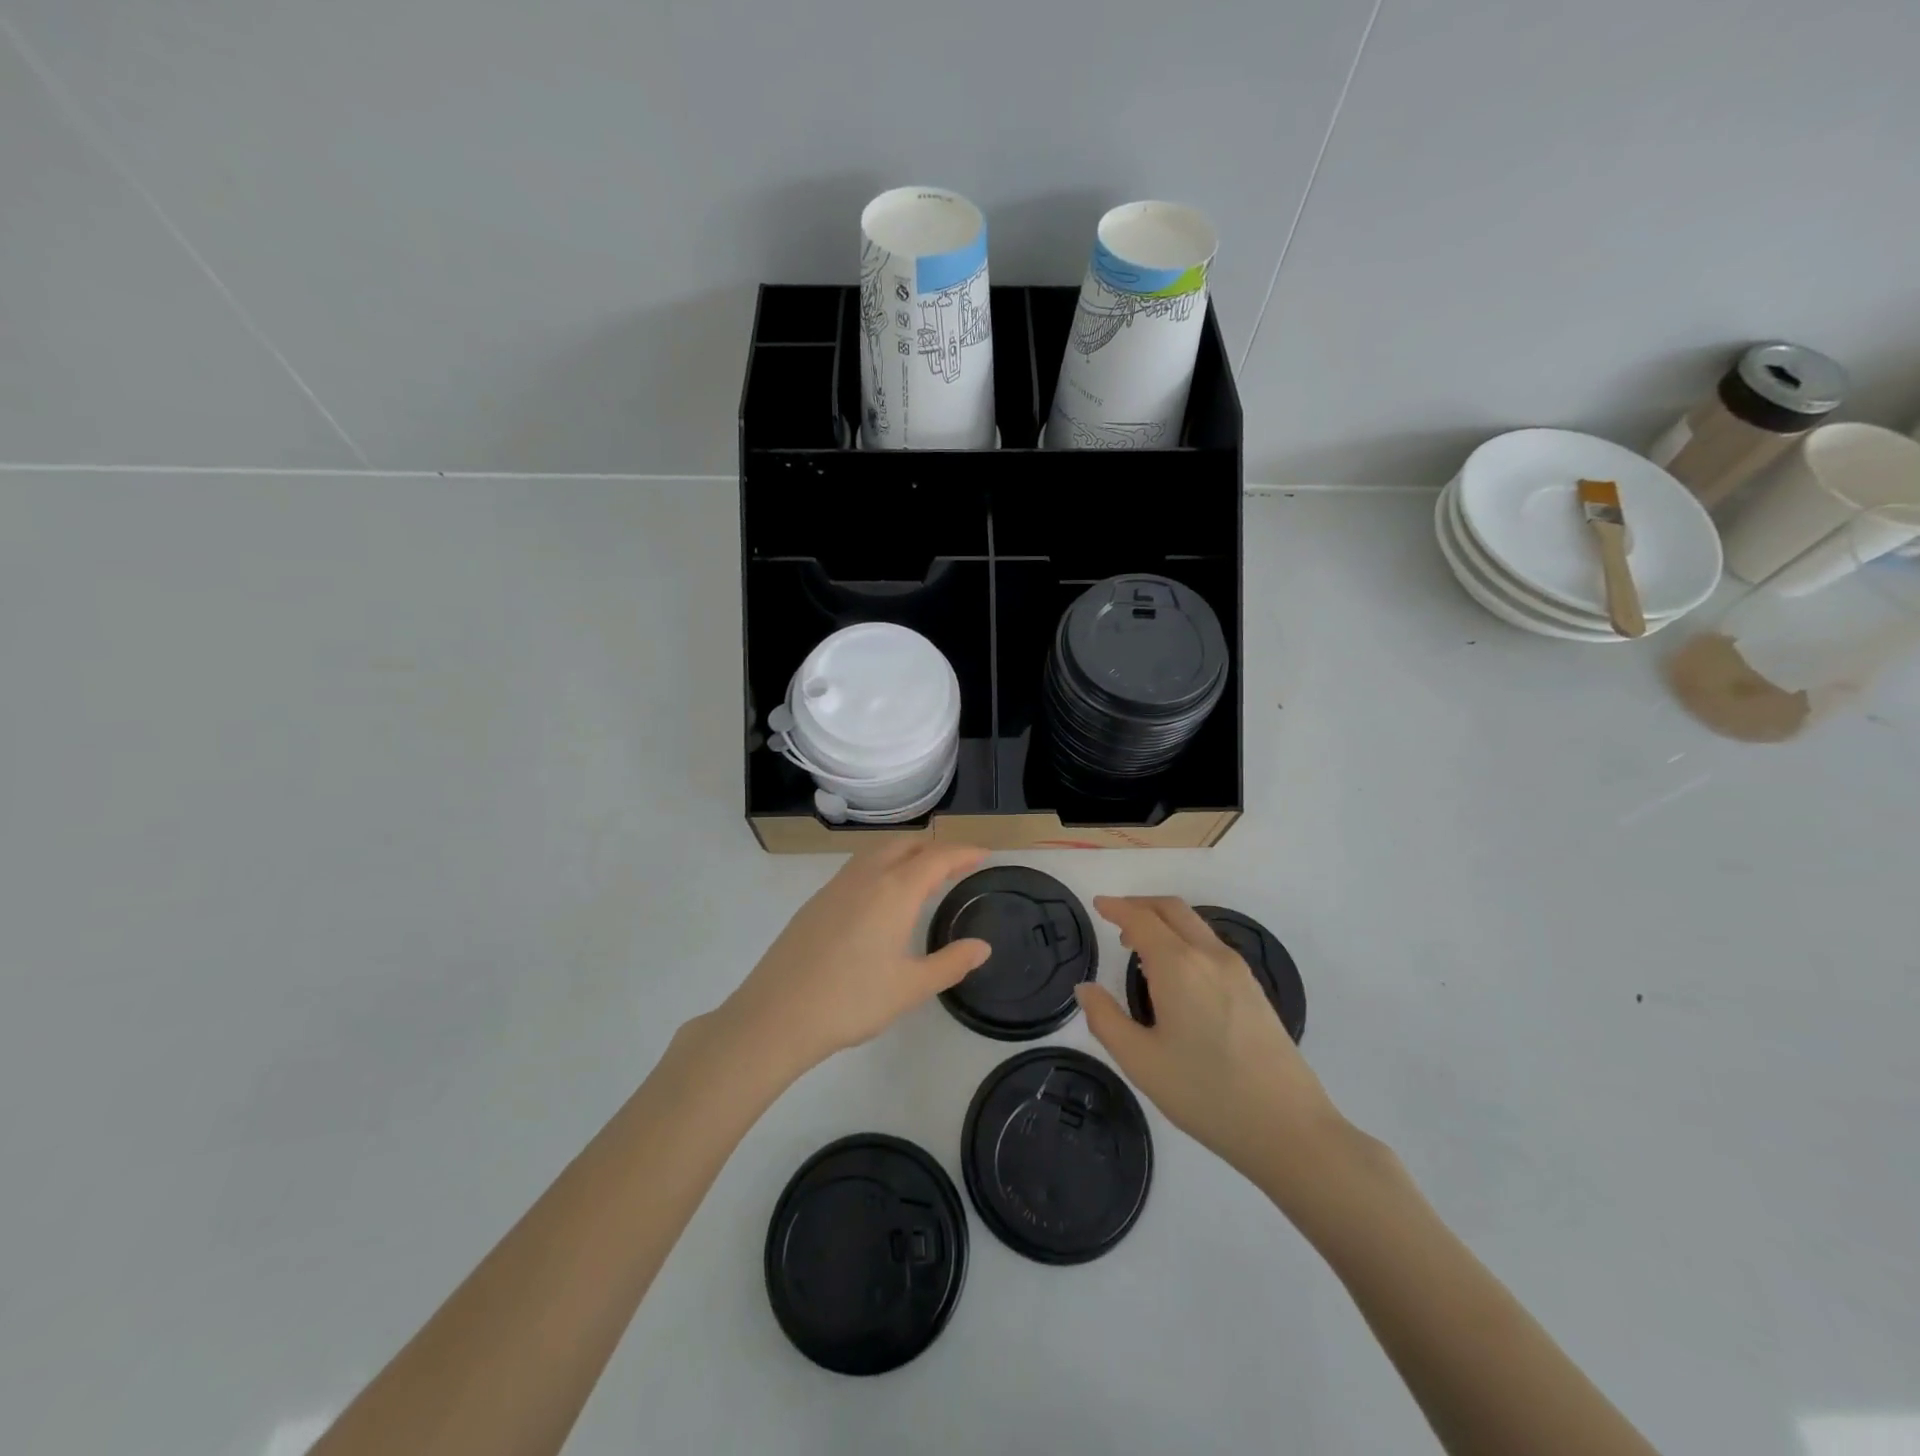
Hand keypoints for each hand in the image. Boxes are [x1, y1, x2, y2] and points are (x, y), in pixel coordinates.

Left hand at [719, 842, 990, 1078]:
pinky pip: (859, 866)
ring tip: (924, 874)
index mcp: (895, 890)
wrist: (777, 1015)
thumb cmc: (852, 1001)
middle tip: (959, 865)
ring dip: (907, 852)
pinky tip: (883, 895)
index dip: (964, 852)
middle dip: (937, 848)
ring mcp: (837, 885)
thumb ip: (951, 963)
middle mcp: (867, 876)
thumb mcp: (911, 987)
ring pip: (879, 851)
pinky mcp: (817, 900)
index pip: (938, 857)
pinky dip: (883, 865)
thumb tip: (982, 947)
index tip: (985, 854)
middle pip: (908, 845)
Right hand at [1076, 896, 1347, 1190]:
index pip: (1141, 919)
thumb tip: (1086, 989)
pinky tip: (1176, 973)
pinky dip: (1185, 939)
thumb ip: (1105, 1019)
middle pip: (1172, 909)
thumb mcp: (1141, 1062)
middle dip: (1141, 905)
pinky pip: (1211, 945)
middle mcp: (1209, 956)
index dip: (1116, 908)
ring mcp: (1238, 971)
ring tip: (1139, 947)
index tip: (1097, 904)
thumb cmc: (1206, 1094)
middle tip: (1115, 917)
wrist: (1289, 1128)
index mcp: (1178, 966)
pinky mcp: (1255, 989)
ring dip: (1164, 922)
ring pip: (1195, 925)